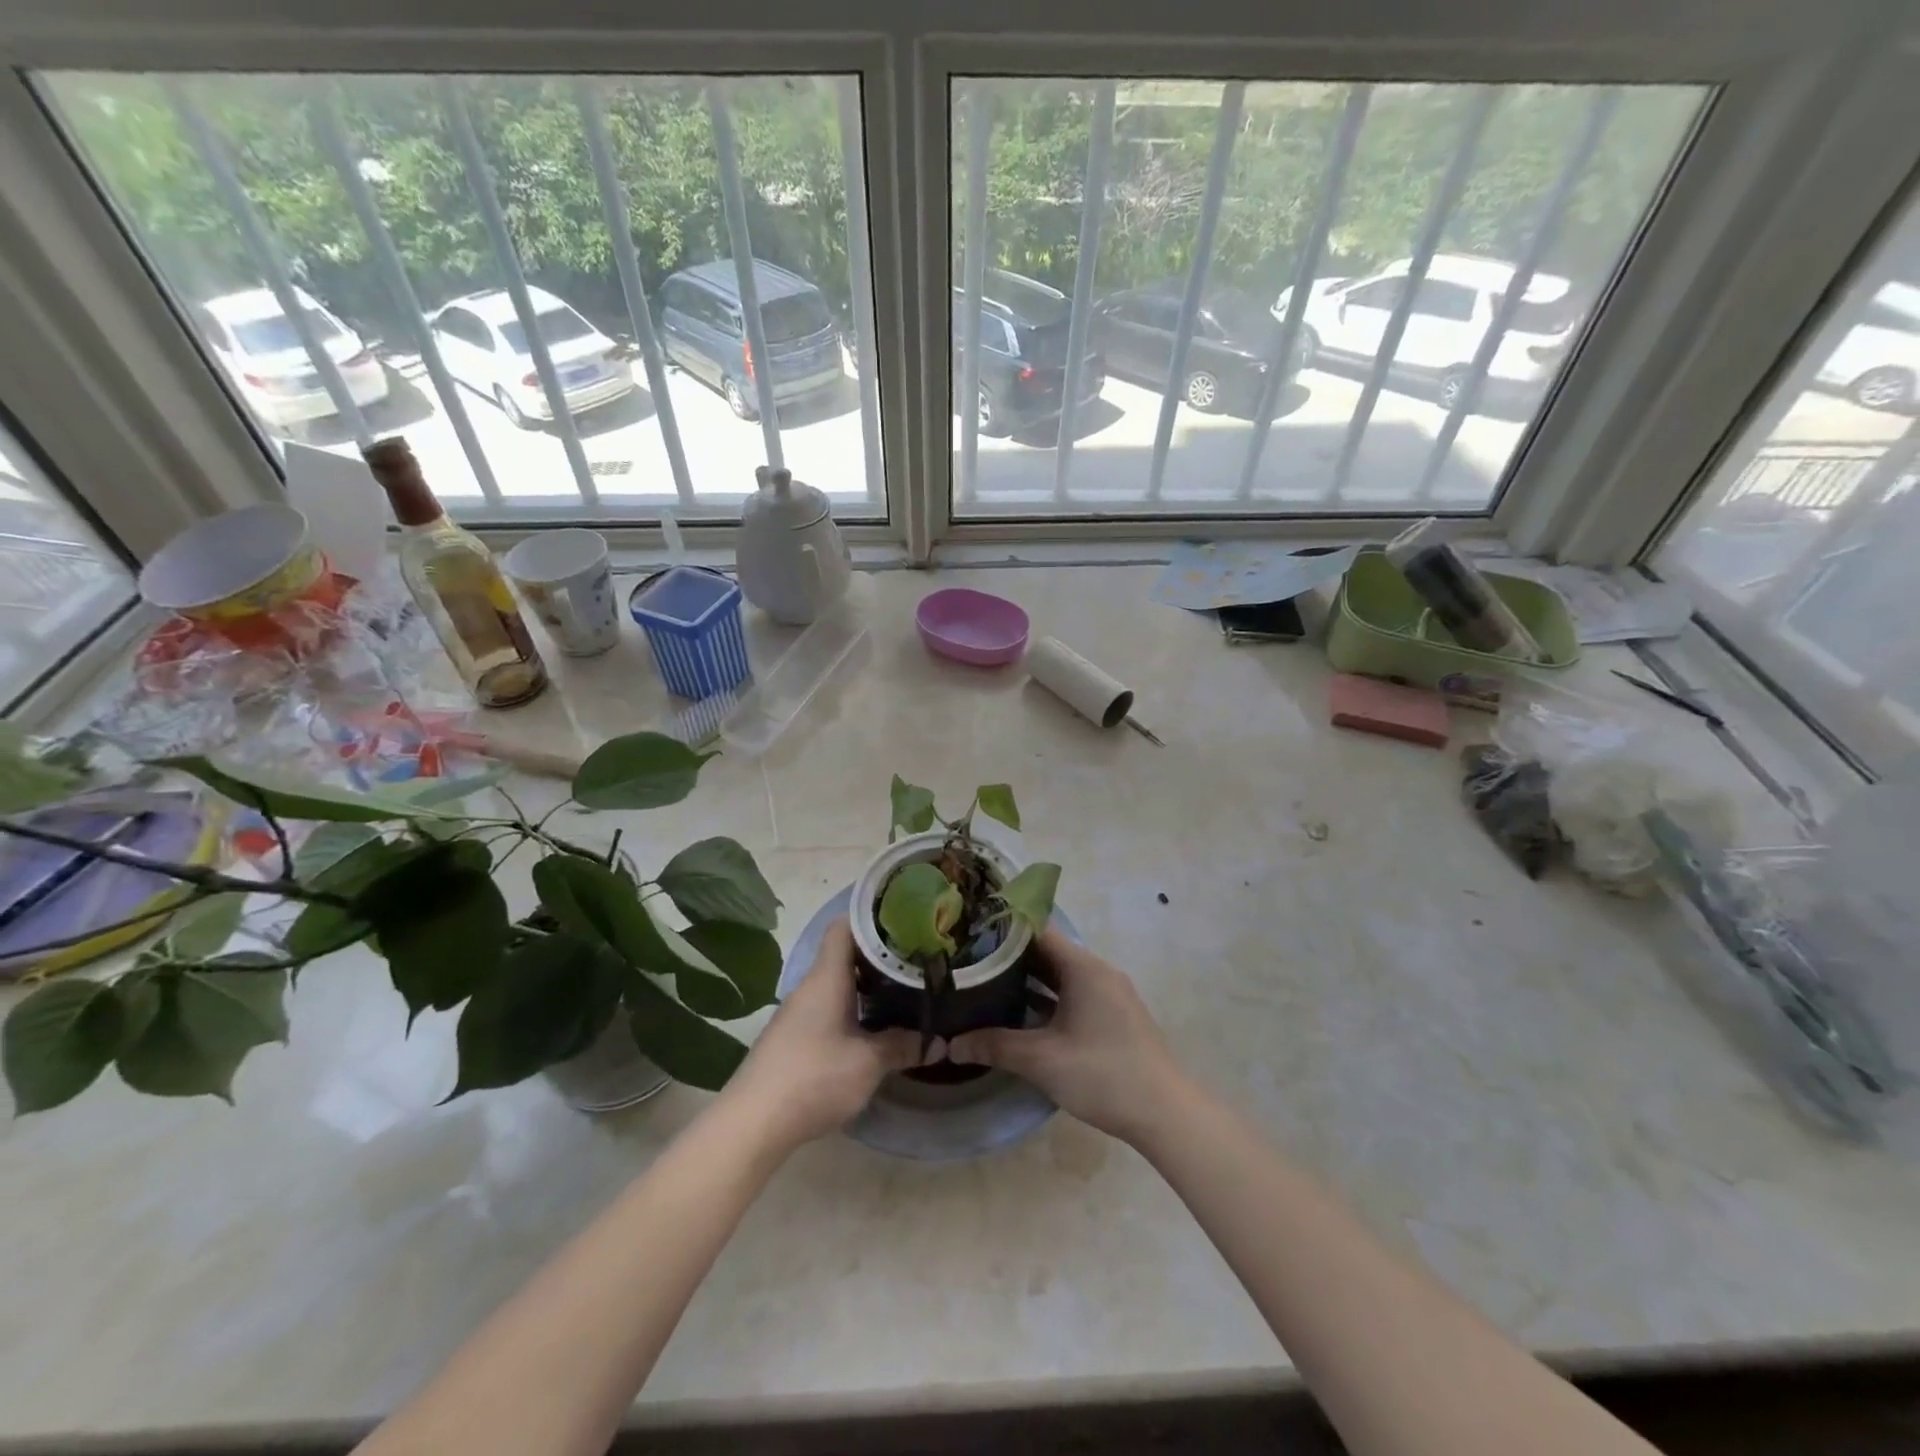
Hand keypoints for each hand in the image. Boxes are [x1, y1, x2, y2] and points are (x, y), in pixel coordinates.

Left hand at [719, 918, 918, 1151]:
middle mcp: (811, 986)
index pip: (845, 926)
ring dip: (867, 988)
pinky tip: (873, 1029)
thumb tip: (938, 1043)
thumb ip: (903, 1046)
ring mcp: (798, 1013)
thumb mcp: (869, 1063)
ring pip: (838, 985)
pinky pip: (829, 1009)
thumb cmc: (815, 1077)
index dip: (873, 919)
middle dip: (880, 958)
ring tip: (903, 994)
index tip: (905, 923)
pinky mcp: (793, 1037)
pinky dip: (853, 1010)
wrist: (753, 1122)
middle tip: (916, 962)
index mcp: (827, 977)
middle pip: (845, 956)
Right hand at [948, 928, 1185, 1144]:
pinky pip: (1073, 993)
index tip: (970, 934)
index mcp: (1083, 967)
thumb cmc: (1102, 1074)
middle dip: (1009, 957)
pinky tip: (1021, 1013)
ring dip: (1029, 979)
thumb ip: (995, 1046)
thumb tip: (950, 1044)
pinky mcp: (1113, 1015)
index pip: (1037, 931)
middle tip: (969, 962)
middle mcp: (1097, 971)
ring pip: (1061, 975)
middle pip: (1048, 952)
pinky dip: (1048, 997)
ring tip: (986, 984)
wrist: (1165, 1113)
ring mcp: (1109, 993)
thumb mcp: (1042, 1060)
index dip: (1002, 930)